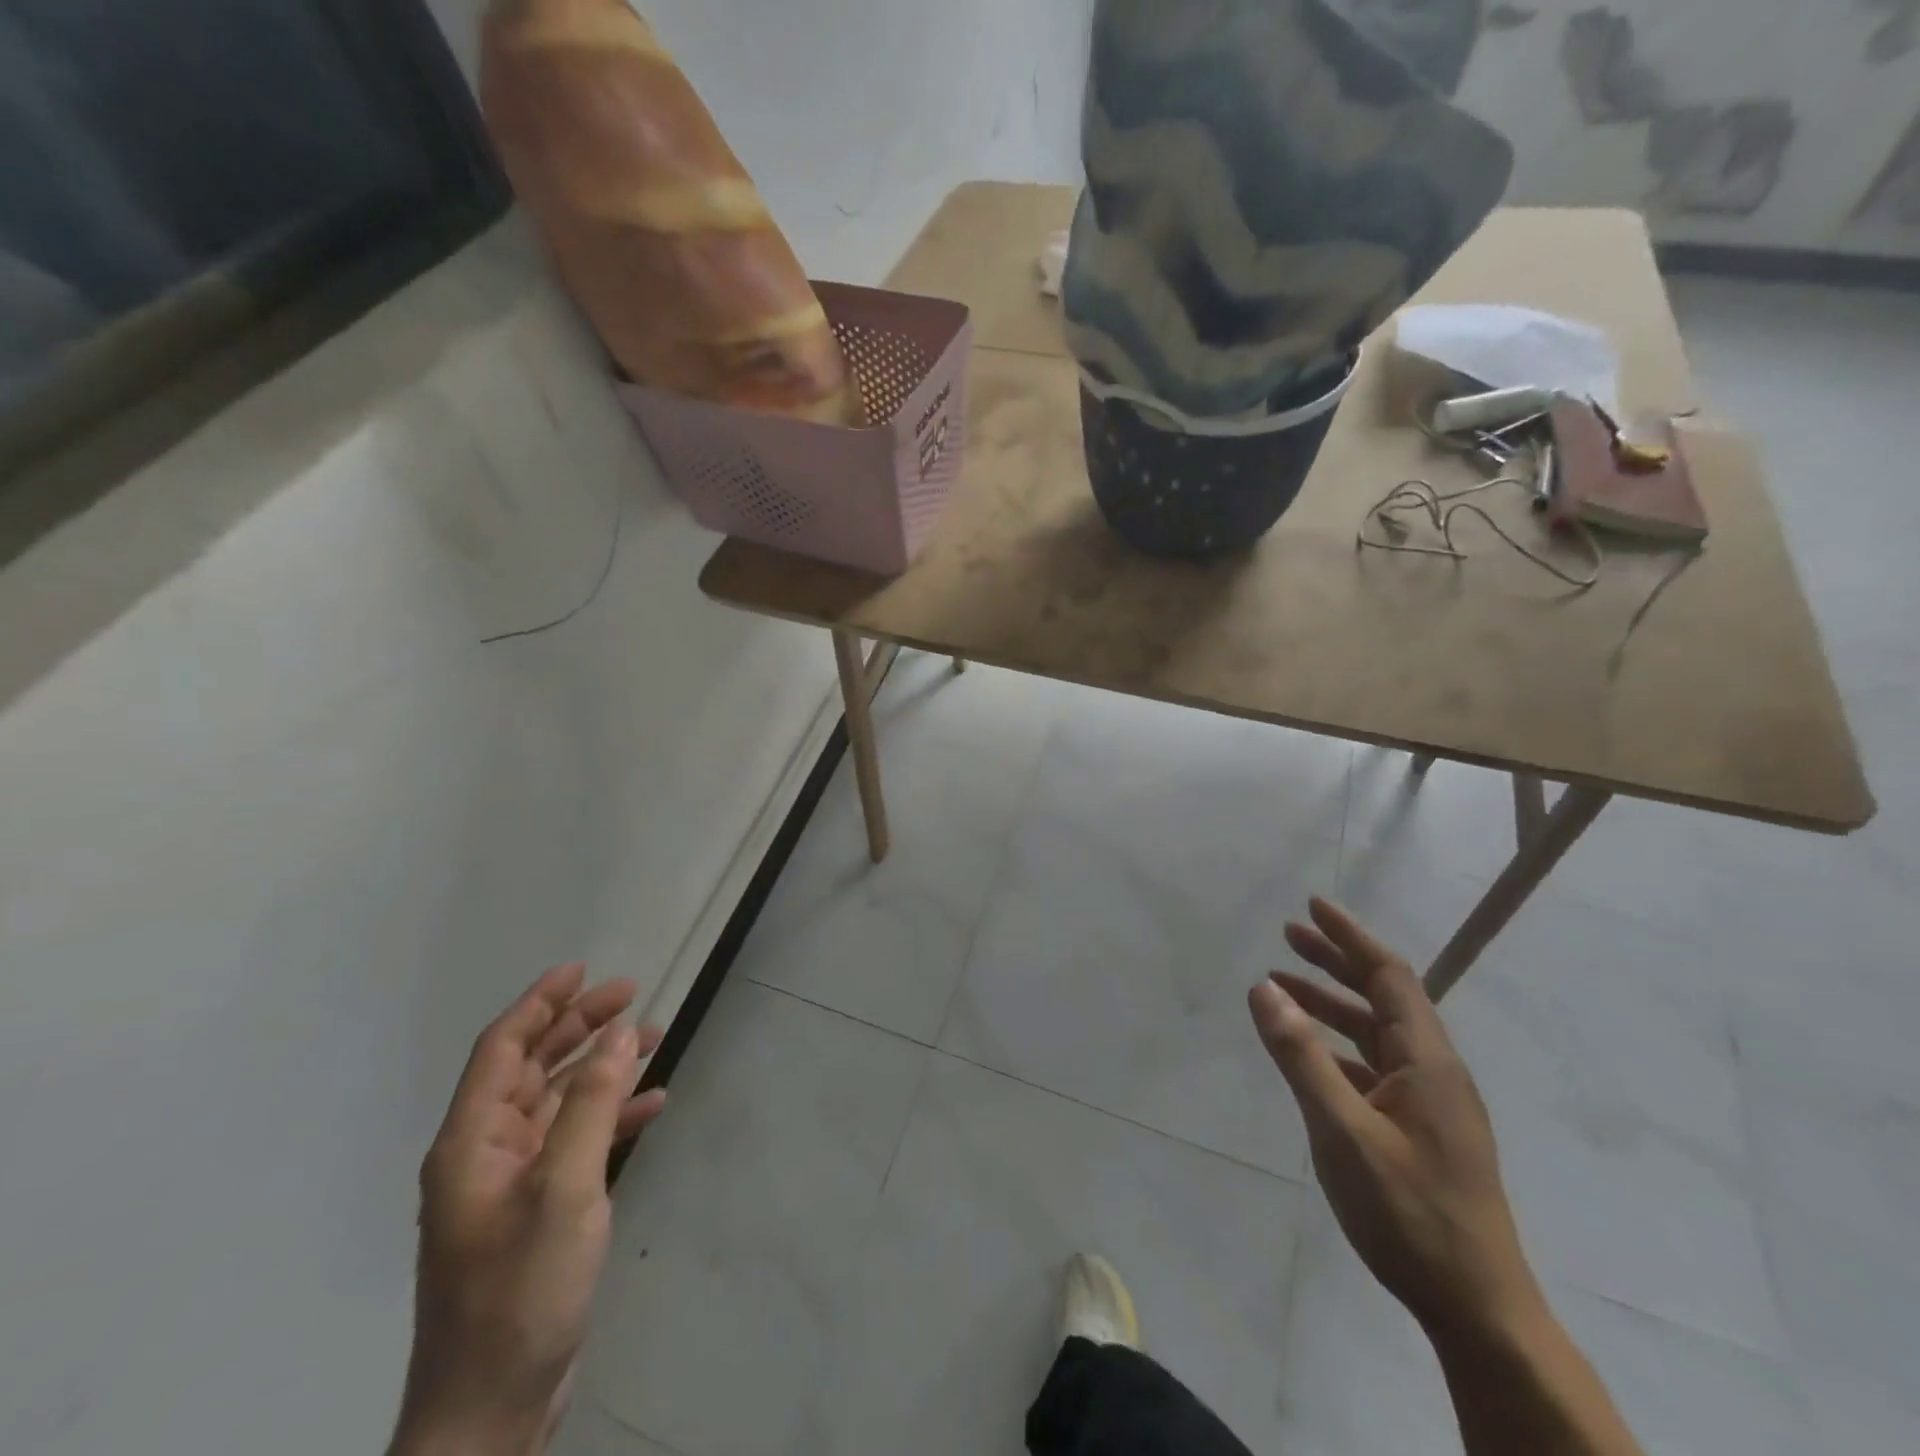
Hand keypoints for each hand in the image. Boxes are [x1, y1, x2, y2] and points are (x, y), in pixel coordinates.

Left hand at [390, 965, 667, 1455]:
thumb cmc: (520, 1291)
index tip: (582, 969)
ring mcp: (512, 1183)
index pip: (502, 1049)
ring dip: (601, 1067)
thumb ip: (591, 1104)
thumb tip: (619, 1033)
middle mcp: (487, 1153)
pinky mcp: (539, 1210)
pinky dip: (611, 1116)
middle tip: (631, 994)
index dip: (540, 1002)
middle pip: (532, 1067)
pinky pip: (576, 1141)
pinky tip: (651, 1104)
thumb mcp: (563, 1189)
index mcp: (472, 1142)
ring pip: (559, 1100)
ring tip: (652, 1038)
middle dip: (579, 1026)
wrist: (491, 1409)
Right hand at [1249, 899, 1541, 1337]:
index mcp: (1427, 1061)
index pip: (1389, 975)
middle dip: (1336, 962)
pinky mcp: (1420, 1130)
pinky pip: (1374, 1066)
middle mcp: (1434, 1071)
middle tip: (1287, 937)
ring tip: (1282, 987)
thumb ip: (1301, 1057)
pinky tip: (1308, 1054)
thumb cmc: (1410, 1213)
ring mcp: (1430, 1103)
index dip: (1350, 937)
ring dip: (1331, 1004)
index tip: (1312, 906)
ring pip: (1376, 1033)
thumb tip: (1264, 989)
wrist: (1478, 1310)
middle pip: (1384, 997)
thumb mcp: (1343, 1131)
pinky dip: (1337, 1046)